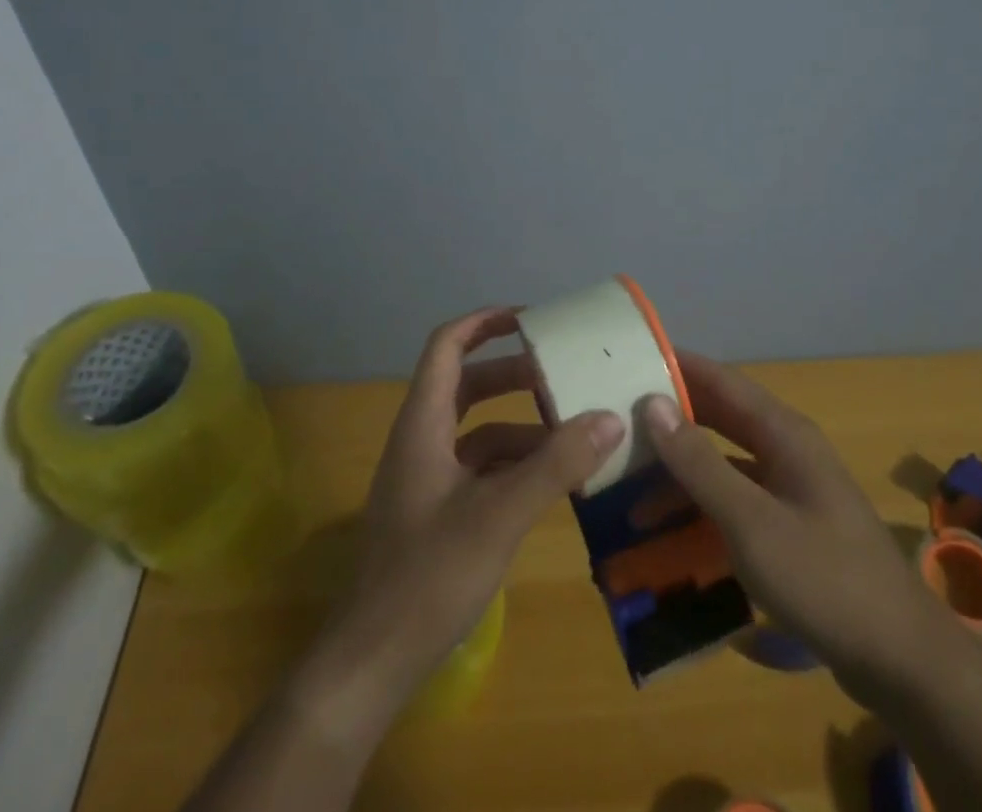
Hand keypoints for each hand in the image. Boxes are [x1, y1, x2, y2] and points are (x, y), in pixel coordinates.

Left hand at [331, 307, 626, 719]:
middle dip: (514, 374)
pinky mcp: (435, 512)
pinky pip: (479, 469)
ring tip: (571, 428)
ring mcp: (426, 478)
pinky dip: (514, 464)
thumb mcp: (500, 515)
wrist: (371, 662)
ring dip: (521, 424)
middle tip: (562, 373)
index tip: (530, 319)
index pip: (446, 346)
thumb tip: (610, 418)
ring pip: (477, 430)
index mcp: (423, 423)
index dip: (483, 322)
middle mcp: (421, 440)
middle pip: (467, 385)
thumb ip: (556, 465)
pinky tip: (551, 480)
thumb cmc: (428, 575)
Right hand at [639, 351, 931, 704]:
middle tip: (619, 421)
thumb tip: (653, 404)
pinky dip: (704, 505)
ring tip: (631, 487)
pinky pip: (737, 498)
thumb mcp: (750, 521)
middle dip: (672, 419)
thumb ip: (700, 463)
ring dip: (683, 471)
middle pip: (721, 418)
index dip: (678, 366)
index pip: (721, 380)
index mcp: (783, 433)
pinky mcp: (792, 526)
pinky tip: (673, 529)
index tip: (631, 359)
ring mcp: (792, 488)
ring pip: (726, 461)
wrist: (902, 659)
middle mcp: (787, 449)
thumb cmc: (824, 578)